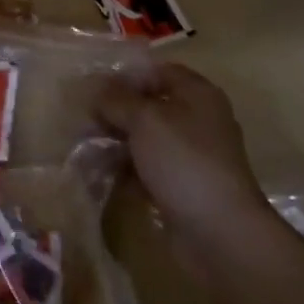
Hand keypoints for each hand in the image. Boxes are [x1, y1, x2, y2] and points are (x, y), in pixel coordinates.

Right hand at [94, 60, 264, 236]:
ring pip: (146, 138)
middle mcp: (198, 121)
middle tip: (84, 120)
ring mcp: (191, 156)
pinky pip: (148, 168)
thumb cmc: (183, 161)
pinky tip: (100, 172)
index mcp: (198, 95)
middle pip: (150, 105)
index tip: (95, 88)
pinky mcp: (183, 186)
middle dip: (116, 111)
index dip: (127, 76)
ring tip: (85, 146)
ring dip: (117, 141)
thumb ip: (116, 99)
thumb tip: (94, 88)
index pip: (158, 71)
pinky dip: (126, 168)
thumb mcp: (144, 119)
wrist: (219, 232)